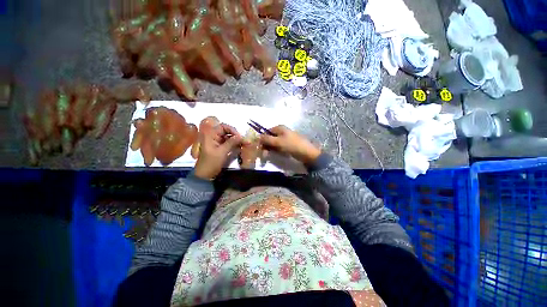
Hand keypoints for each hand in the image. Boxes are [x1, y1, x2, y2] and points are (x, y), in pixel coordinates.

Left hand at [194, 123, 243, 179]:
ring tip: (245, 144)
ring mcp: (217, 141)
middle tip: (245, 141)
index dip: (232, 130)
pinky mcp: (220, 147)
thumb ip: (231, 142)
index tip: (240, 137)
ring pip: (229, 137)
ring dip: (237, 140)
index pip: (223, 126)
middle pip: (227, 131)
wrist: (205, 174)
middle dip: (236, 135)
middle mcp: (213, 136)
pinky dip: (235, 144)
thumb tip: (241, 136)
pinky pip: (229, 142)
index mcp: (210, 135)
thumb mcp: (222, 152)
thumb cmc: (211, 162)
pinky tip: (241, 147)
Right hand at [260, 125, 320, 164]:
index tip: (260, 148)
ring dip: (271, 149)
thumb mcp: (277, 142)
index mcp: (279, 128)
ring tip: (269, 155)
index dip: (262, 139)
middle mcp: (282, 131)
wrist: (307, 153)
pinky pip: (280, 147)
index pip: (266, 132)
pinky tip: (277, 154)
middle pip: (270, 137)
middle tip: (265, 154)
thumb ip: (266, 139)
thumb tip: (257, 137)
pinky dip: (277, 150)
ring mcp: (286, 138)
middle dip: (266, 145)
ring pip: (274, 143)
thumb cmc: (291, 145)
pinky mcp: (289, 144)